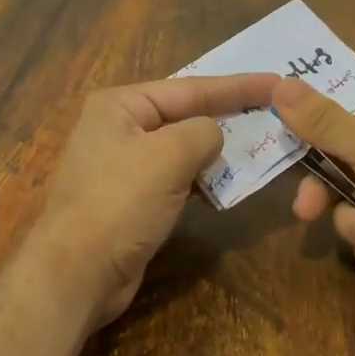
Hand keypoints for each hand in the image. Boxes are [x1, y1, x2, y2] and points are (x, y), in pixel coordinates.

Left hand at [32, 73, 278, 324]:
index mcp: (121, 104)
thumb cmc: (120, 202)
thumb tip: (214, 135)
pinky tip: (228, 185)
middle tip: (273, 112)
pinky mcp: (133, 200)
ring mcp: (124, 166)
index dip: (236, 86)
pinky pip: (176, 179)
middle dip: (228, 116)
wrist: (78, 273)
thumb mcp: (168, 155)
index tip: (276, 82)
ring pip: (183, 150)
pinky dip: (202, 180)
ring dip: (217, 152)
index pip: (190, 87)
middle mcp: (119, 128)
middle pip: (185, 115)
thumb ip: (202, 132)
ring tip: (261, 146)